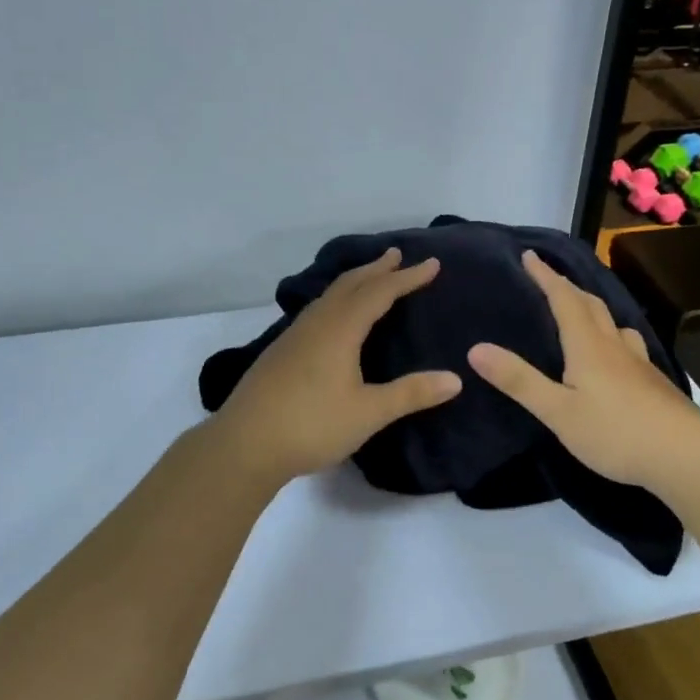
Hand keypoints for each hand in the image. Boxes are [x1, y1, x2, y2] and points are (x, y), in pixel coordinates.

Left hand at [211, 248, 462, 485]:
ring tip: (370, 277)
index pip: (379, 292)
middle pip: (350, 284)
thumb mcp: (368, 413)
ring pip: (329, 295)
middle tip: (397, 254)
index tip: (432, 263)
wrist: (244, 444)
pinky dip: (336, 299)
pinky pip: (317, 310)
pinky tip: (334, 317)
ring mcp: (294, 335)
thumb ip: (411, 394)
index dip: (407, 277)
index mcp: (340, 329)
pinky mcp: (281, 351)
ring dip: (354, 281)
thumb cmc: (311, 425)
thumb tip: (456, 379)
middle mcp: (316, 323)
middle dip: (376, 268)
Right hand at [467, 249, 699, 488]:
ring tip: (582, 311)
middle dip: (567, 287)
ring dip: (593, 309)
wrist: (685, 455)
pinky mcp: (653, 383)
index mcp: (587, 346)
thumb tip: (476, 348)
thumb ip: (519, 380)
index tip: (530, 255)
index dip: (546, 276)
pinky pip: (627, 345)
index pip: (564, 299)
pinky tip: (616, 355)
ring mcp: (638, 363)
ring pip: (613, 323)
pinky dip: (612, 336)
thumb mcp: (557, 411)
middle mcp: (614, 345)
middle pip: (590, 305)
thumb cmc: (615, 432)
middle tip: (549, 278)